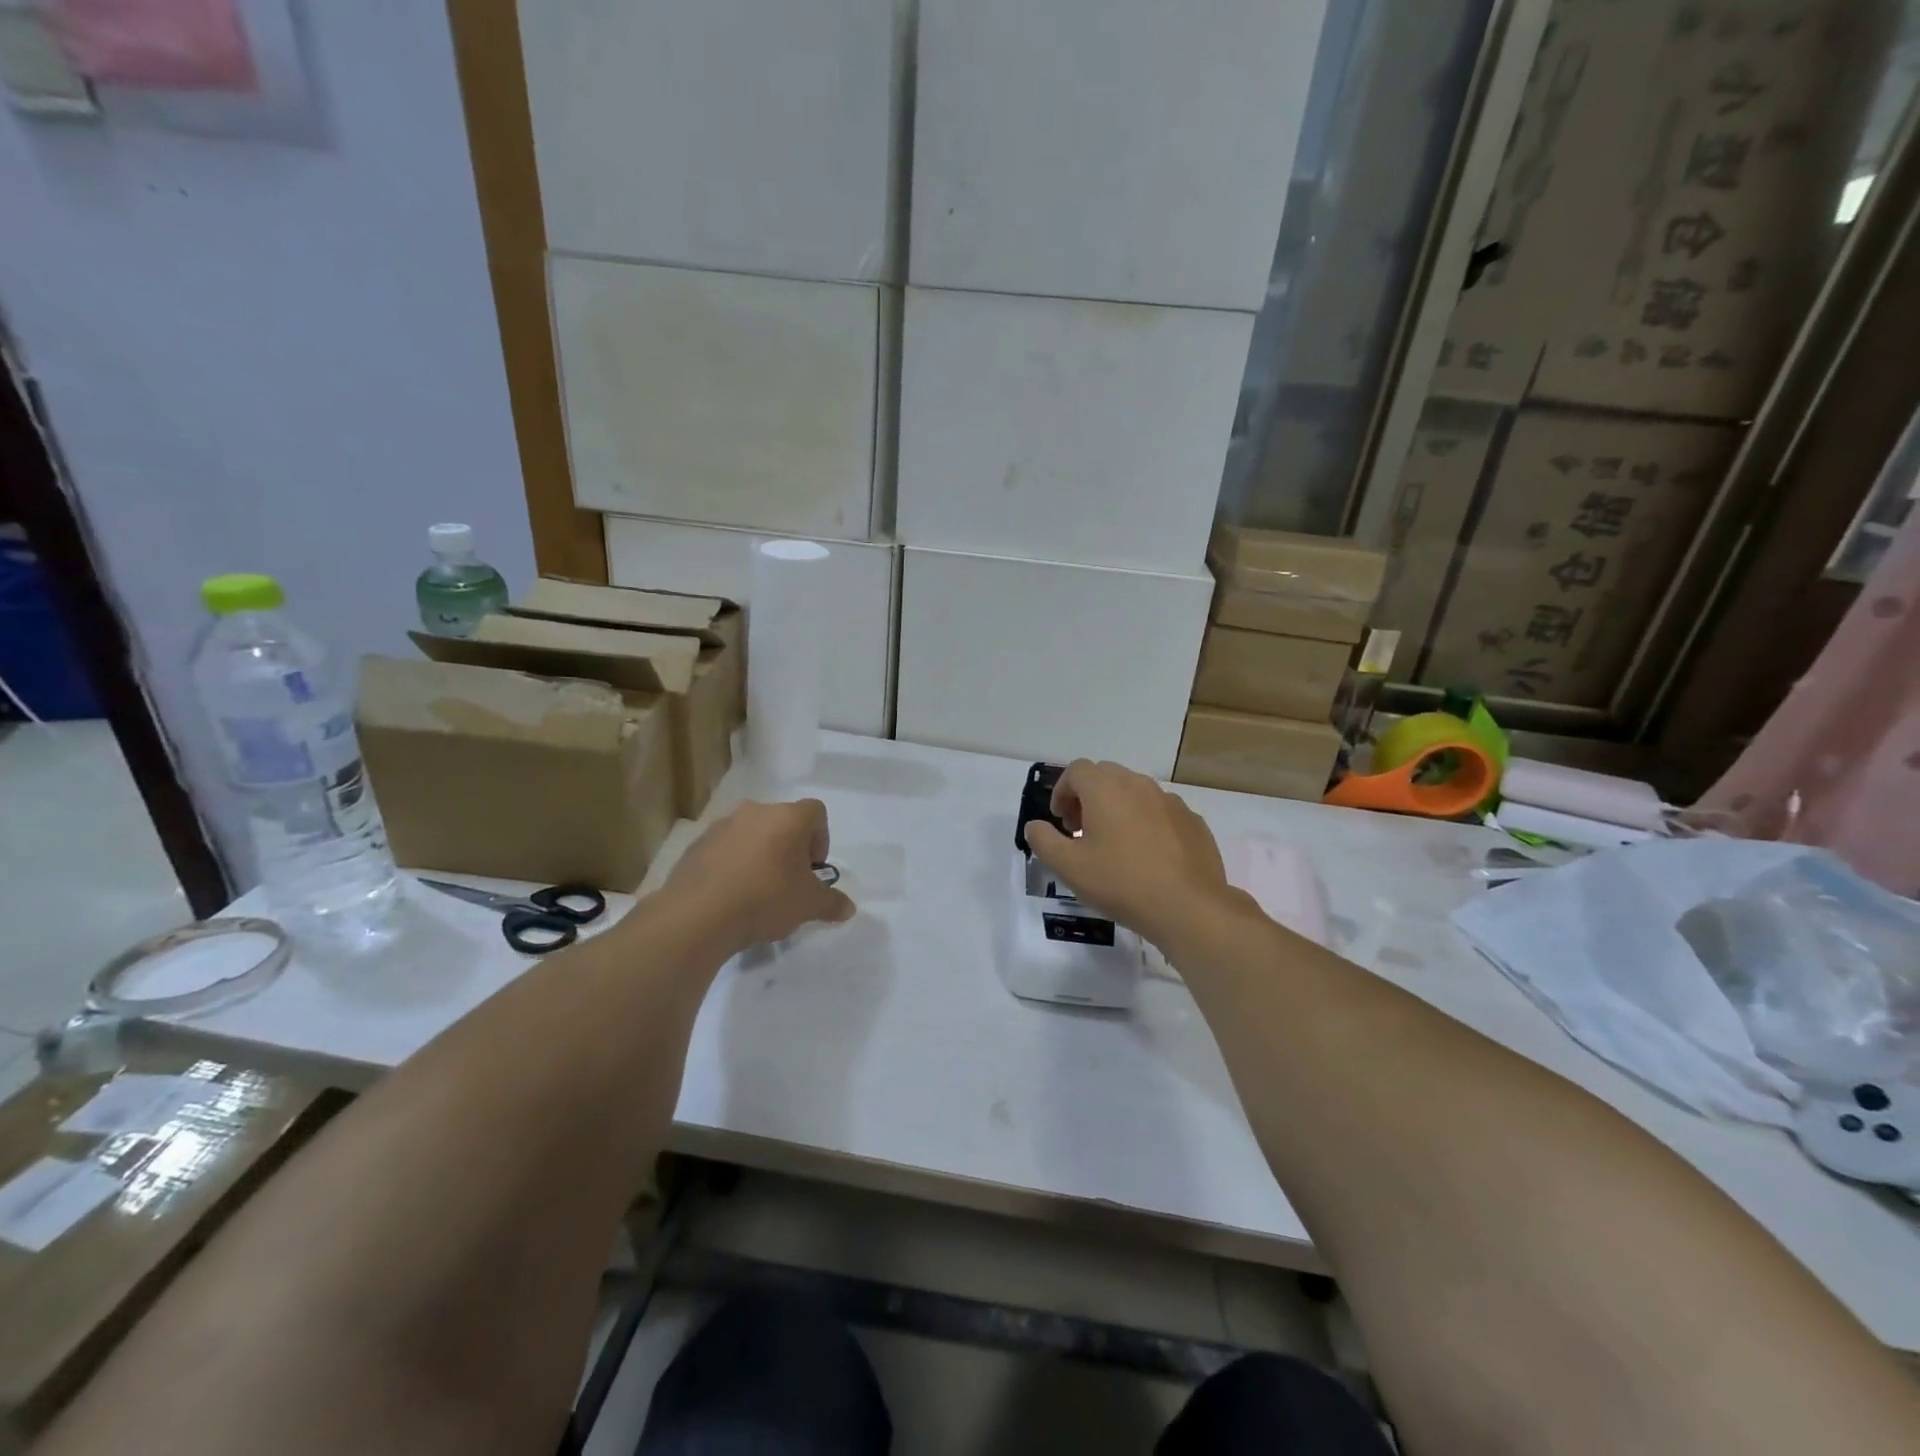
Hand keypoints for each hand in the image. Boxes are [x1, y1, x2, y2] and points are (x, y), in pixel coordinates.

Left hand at [667, 798, 854, 951]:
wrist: (699, 914)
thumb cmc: (766, 898)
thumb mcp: (809, 905)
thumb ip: (832, 903)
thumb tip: (849, 908)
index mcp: (788, 817)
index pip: (816, 812)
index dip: (821, 839)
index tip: (813, 870)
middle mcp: (755, 811)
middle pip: (783, 821)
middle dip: (790, 848)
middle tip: (789, 882)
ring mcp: (722, 825)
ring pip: (752, 834)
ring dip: (760, 855)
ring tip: (757, 891)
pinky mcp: (696, 845)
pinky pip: (724, 849)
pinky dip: (733, 865)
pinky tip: (731, 895)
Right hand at [1023, 760, 1238, 946]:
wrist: (1187, 906)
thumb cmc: (1120, 882)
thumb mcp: (1068, 867)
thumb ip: (1043, 841)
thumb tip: (1036, 826)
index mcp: (1105, 788)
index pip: (1076, 770)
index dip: (1061, 791)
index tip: (1061, 821)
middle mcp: (1138, 784)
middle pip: (1106, 775)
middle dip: (1087, 796)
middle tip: (1081, 830)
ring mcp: (1170, 801)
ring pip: (1135, 792)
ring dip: (1118, 808)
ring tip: (1114, 844)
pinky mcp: (1192, 821)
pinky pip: (1160, 811)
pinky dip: (1146, 822)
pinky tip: (1147, 856)